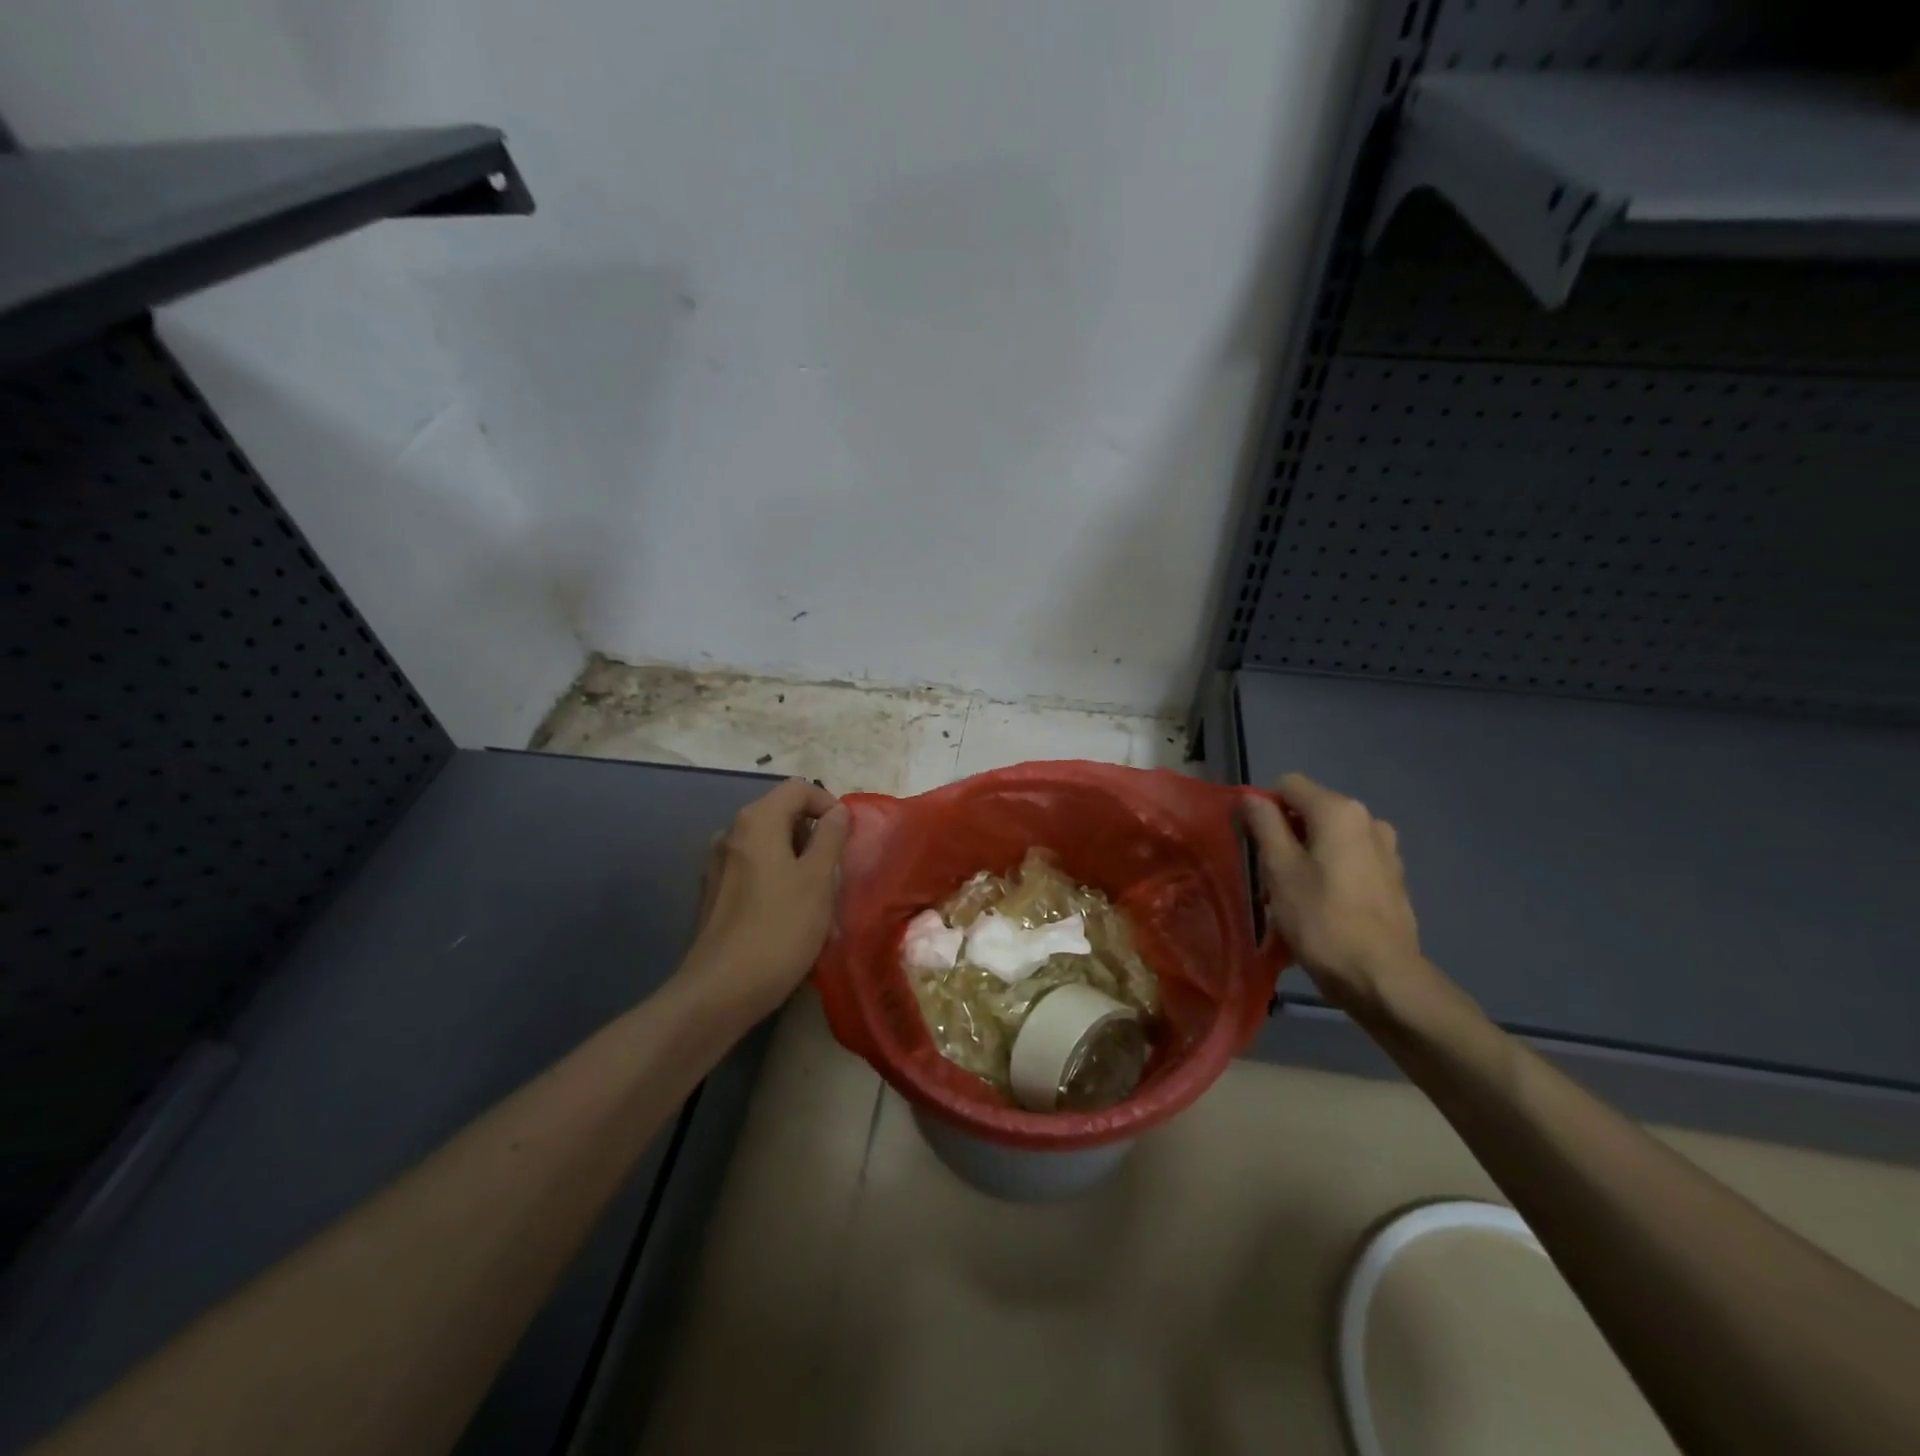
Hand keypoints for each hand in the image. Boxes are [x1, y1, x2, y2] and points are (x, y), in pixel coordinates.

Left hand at [678, 779, 850, 1018]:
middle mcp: (731, 833)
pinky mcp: (713, 894)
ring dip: (797, 860)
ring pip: (769, 845)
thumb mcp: (818, 880)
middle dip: (814, 836)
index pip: (798, 788)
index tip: (847, 837)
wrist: (720, 991)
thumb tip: (837, 811)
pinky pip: (753, 870)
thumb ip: (831, 838)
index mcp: (756, 821)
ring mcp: (717, 864)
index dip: (828, 804)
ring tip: (816, 897)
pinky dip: (776, 878)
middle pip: (782, 814)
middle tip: (835, 872)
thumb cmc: (779, 929)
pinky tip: (787, 914)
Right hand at [1241, 773, 1426, 1012]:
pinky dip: (1331, 872)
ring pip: (1330, 838)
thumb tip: (1252, 797)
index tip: (1252, 843)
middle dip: (1286, 835)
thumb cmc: (1321, 919)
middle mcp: (1369, 820)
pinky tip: (1323, 907)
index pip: (1288, 785)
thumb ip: (1264, 824)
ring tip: (1294, 895)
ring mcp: (1386, 850)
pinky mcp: (1394, 878)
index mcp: (1339, 811)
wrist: (1381, 978)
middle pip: (1311, 811)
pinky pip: (1350, 860)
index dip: (1263, 808)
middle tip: (1269, 875)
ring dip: (1307, 855)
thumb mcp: (1279, 869)